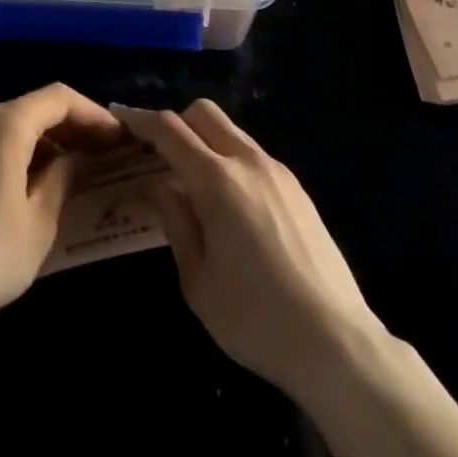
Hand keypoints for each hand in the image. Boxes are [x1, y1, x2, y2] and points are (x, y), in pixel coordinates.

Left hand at [0, 84, 123, 340]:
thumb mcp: (40, 221)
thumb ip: (64, 178)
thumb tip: (79, 158)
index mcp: (5, 124)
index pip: (58, 99)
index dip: (93, 113)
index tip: (118, 137)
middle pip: (32, 109)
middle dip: (70, 128)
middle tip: (102, 154)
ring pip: (8, 127)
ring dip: (43, 142)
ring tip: (71, 170)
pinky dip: (15, 153)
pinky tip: (29, 184)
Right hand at [114, 101, 383, 401]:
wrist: (337, 343)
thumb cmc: (255, 318)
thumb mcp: (197, 280)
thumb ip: (174, 221)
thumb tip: (159, 185)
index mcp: (217, 181)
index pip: (169, 129)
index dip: (140, 119)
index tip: (120, 117)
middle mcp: (248, 162)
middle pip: (203, 113)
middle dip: (175, 122)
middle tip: (158, 154)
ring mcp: (277, 172)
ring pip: (230, 130)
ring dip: (204, 140)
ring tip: (192, 183)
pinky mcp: (297, 188)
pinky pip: (252, 154)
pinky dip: (229, 159)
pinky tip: (229, 204)